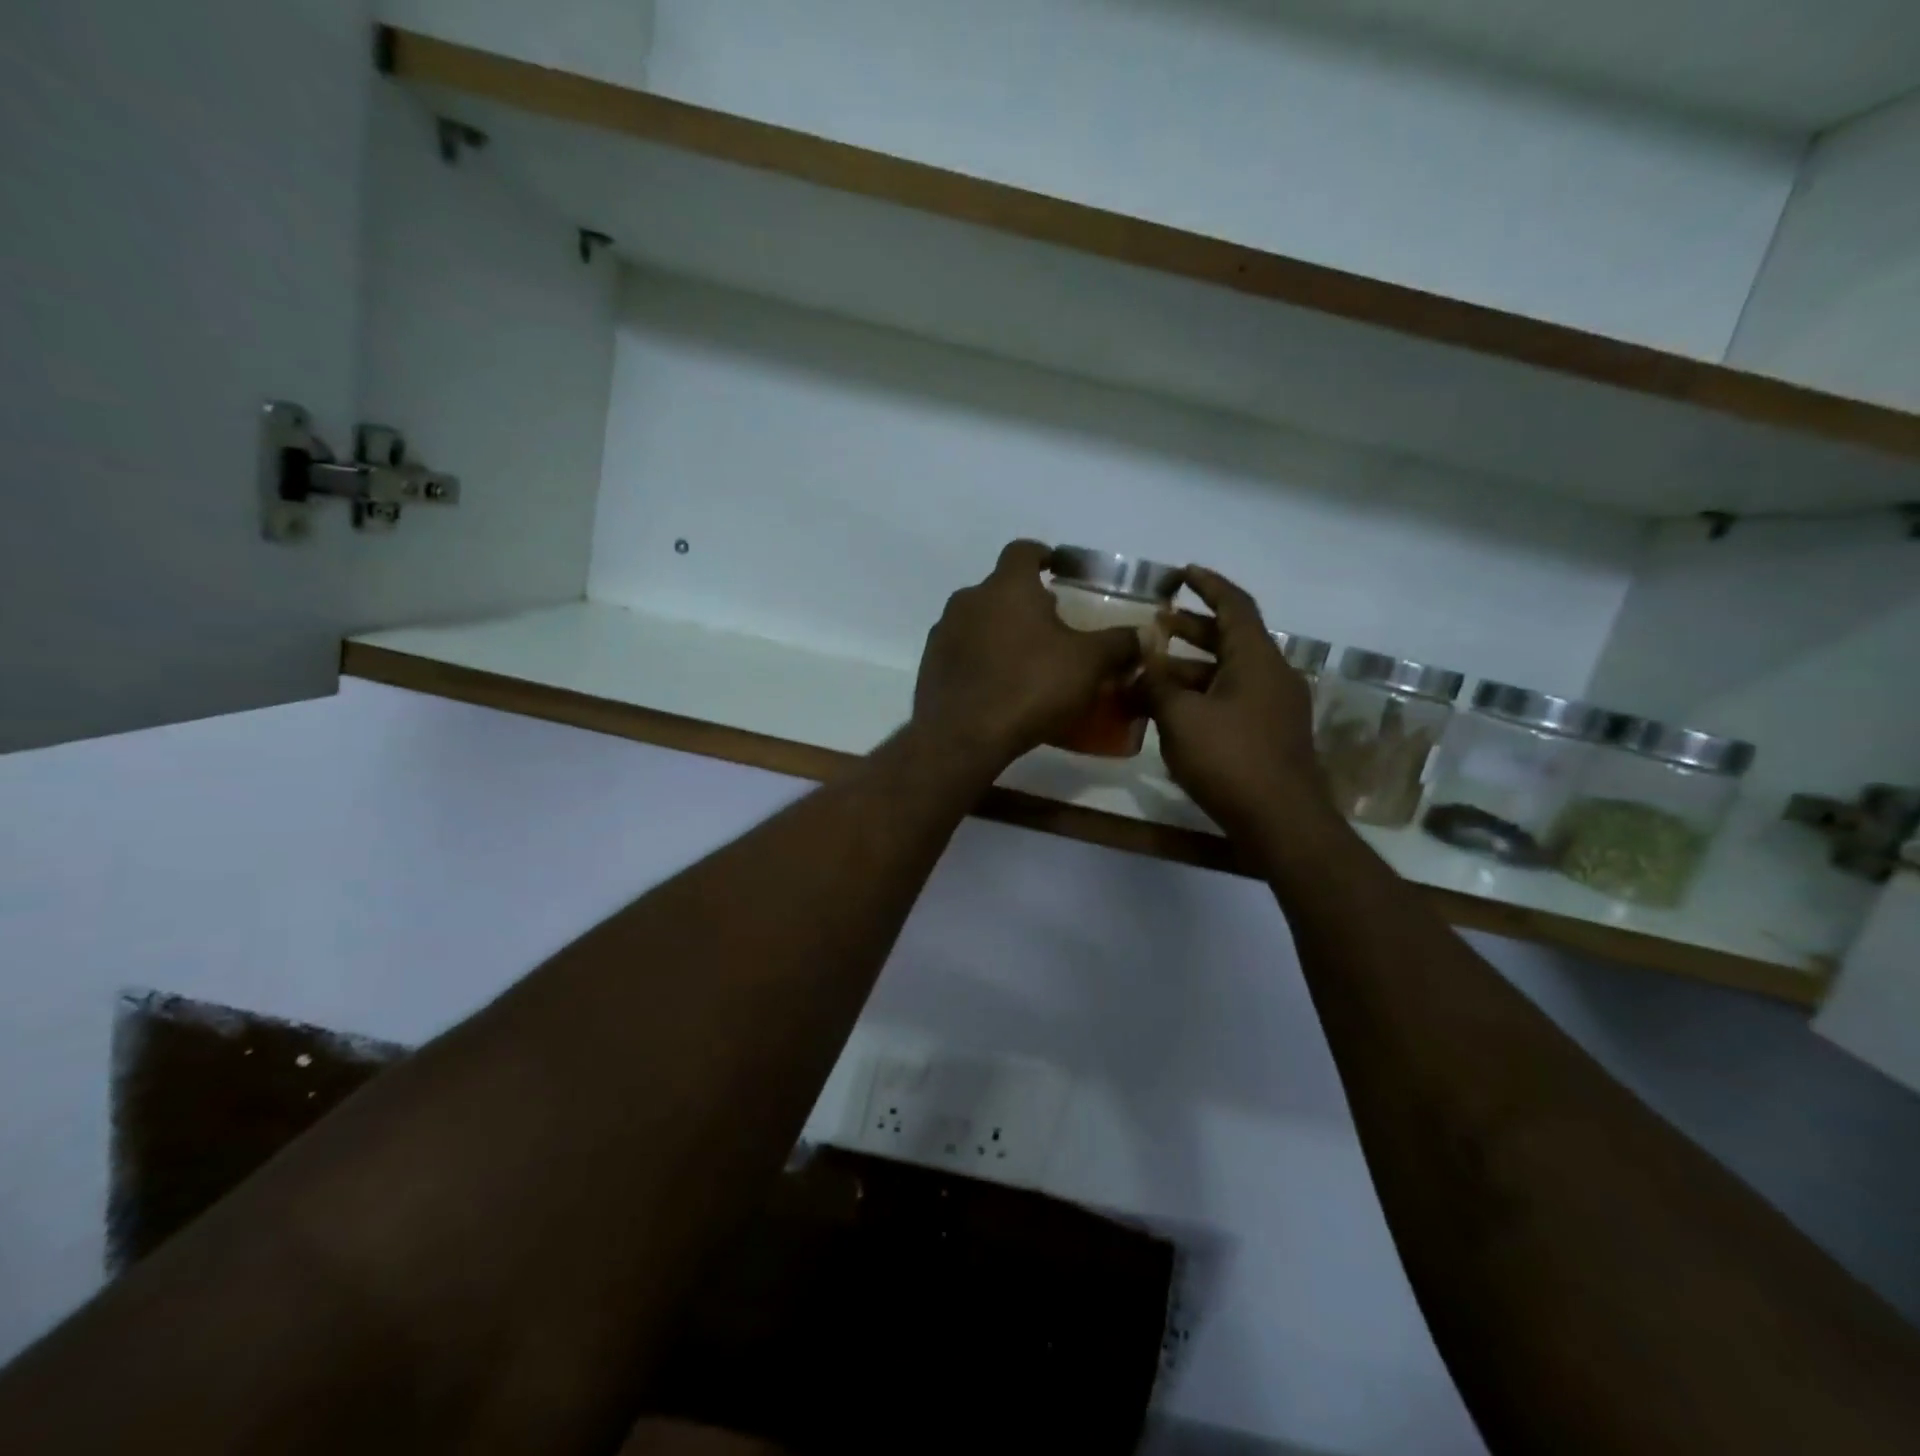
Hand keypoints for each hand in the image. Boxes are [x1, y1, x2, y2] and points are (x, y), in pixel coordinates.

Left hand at [913, 540, 1140, 767]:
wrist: (962, 736)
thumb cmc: (1030, 687)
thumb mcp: (1088, 665)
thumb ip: (1119, 644)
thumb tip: (1144, 635)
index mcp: (1007, 586)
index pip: (1024, 551)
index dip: (1044, 555)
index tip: (1058, 569)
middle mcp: (968, 599)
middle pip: (1001, 589)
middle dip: (1026, 602)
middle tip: (1053, 627)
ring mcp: (943, 632)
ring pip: (979, 620)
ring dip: (1001, 631)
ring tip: (1027, 660)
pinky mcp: (930, 665)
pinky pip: (962, 652)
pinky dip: (981, 659)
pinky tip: (999, 686)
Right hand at [1144, 565, 1331, 841]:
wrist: (1281, 821)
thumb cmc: (1230, 759)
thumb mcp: (1180, 717)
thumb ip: (1157, 682)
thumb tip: (1142, 659)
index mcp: (1256, 659)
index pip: (1234, 605)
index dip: (1208, 585)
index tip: (1183, 573)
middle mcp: (1271, 675)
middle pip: (1229, 639)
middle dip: (1190, 630)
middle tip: (1156, 625)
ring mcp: (1275, 707)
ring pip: (1227, 674)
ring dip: (1190, 670)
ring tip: (1150, 675)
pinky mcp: (1271, 735)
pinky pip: (1233, 701)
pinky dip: (1202, 697)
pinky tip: (1173, 713)